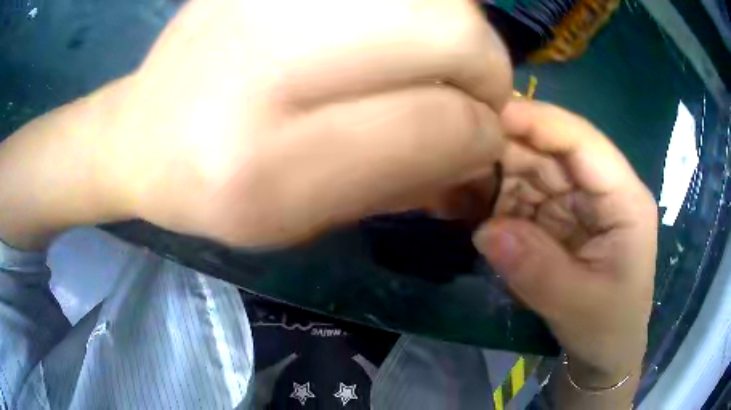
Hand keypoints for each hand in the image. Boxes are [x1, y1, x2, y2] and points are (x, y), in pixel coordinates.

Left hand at [96, 0, 511, 246]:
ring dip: (456, 28)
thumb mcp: (299, 221)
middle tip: (472, 93)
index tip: (479, 144)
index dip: (481, 137)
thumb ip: (402, 183)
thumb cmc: (208, 192)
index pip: (441, 123)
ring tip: (430, 59)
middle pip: (453, 29)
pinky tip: (387, 28)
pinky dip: (413, 3)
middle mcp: (265, 59)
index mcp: (267, 161)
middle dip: (488, 69)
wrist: (140, 133)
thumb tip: (479, 147)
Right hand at [472, 100, 657, 385]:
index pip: (582, 141)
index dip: (538, 121)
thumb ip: (537, 269)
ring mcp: (577, 202)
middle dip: (506, 150)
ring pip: (531, 171)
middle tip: (455, 154)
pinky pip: (523, 198)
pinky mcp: (558, 218)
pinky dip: (495, 201)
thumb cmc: (608, 328)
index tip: (488, 113)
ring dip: (494, 176)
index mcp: (625, 198)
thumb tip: (486, 230)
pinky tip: (467, 206)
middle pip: (551, 151)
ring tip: (452, 184)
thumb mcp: (578, 306)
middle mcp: (601, 188)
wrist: (606, 351)